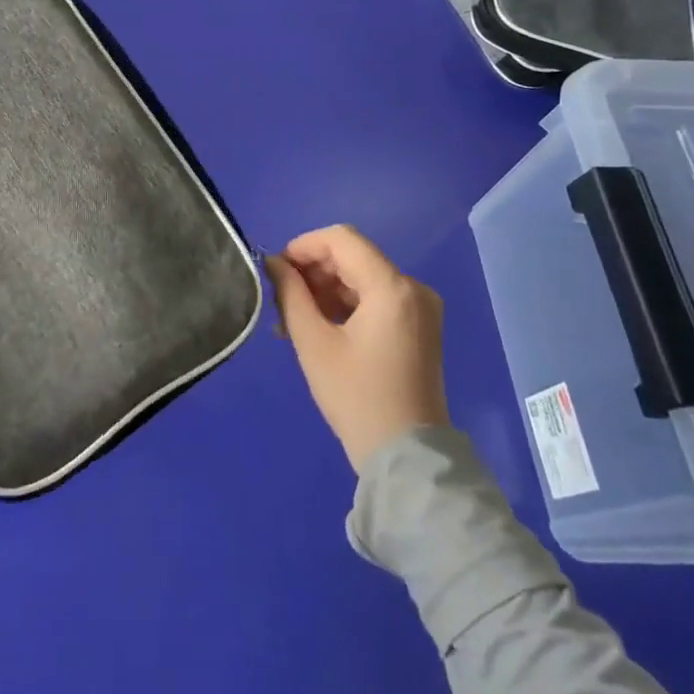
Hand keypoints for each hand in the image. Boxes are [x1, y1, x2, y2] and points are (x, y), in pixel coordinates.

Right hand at [264, 225, 448, 471]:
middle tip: (280, 299)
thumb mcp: (313, 341)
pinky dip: (344, 304)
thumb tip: (274, 262)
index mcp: (392, 288)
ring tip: (291, 319)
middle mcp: (413, 288)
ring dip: (325, 289)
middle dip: (312, 270)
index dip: (303, 246)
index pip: (342, 239)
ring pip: (361, 277)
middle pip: (353, 257)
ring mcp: (419, 308)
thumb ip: (291, 293)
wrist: (405, 454)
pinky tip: (317, 327)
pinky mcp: (417, 326)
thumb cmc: (355, 396)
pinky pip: (375, 299)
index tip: (276, 270)